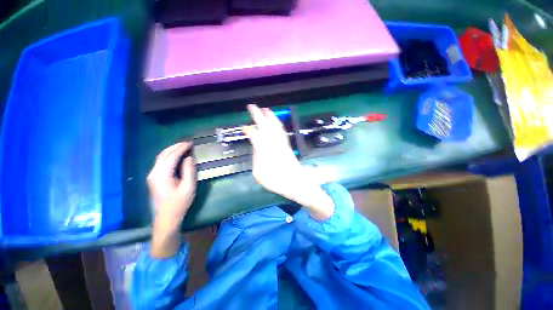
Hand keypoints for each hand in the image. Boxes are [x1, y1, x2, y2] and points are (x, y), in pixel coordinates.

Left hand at [147, 142, 195, 256]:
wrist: (167, 216)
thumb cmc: (180, 202)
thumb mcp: (188, 187)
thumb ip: (189, 171)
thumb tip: (189, 158)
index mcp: (162, 175)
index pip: (171, 157)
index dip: (181, 148)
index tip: (190, 143)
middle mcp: (154, 173)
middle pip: (163, 155)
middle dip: (175, 146)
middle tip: (188, 142)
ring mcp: (152, 175)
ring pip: (161, 157)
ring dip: (172, 150)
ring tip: (184, 146)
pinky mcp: (154, 177)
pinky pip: (161, 162)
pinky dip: (169, 155)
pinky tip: (177, 155)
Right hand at [244, 105, 334, 219]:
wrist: (296, 183)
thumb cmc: (276, 181)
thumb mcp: (259, 174)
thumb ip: (256, 158)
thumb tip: (256, 148)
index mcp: (265, 150)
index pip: (255, 135)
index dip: (249, 130)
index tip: (244, 128)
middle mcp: (274, 143)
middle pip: (266, 126)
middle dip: (258, 115)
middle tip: (252, 106)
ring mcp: (282, 143)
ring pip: (276, 126)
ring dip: (270, 116)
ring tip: (266, 109)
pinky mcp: (288, 145)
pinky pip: (282, 131)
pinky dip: (278, 123)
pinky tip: (276, 121)